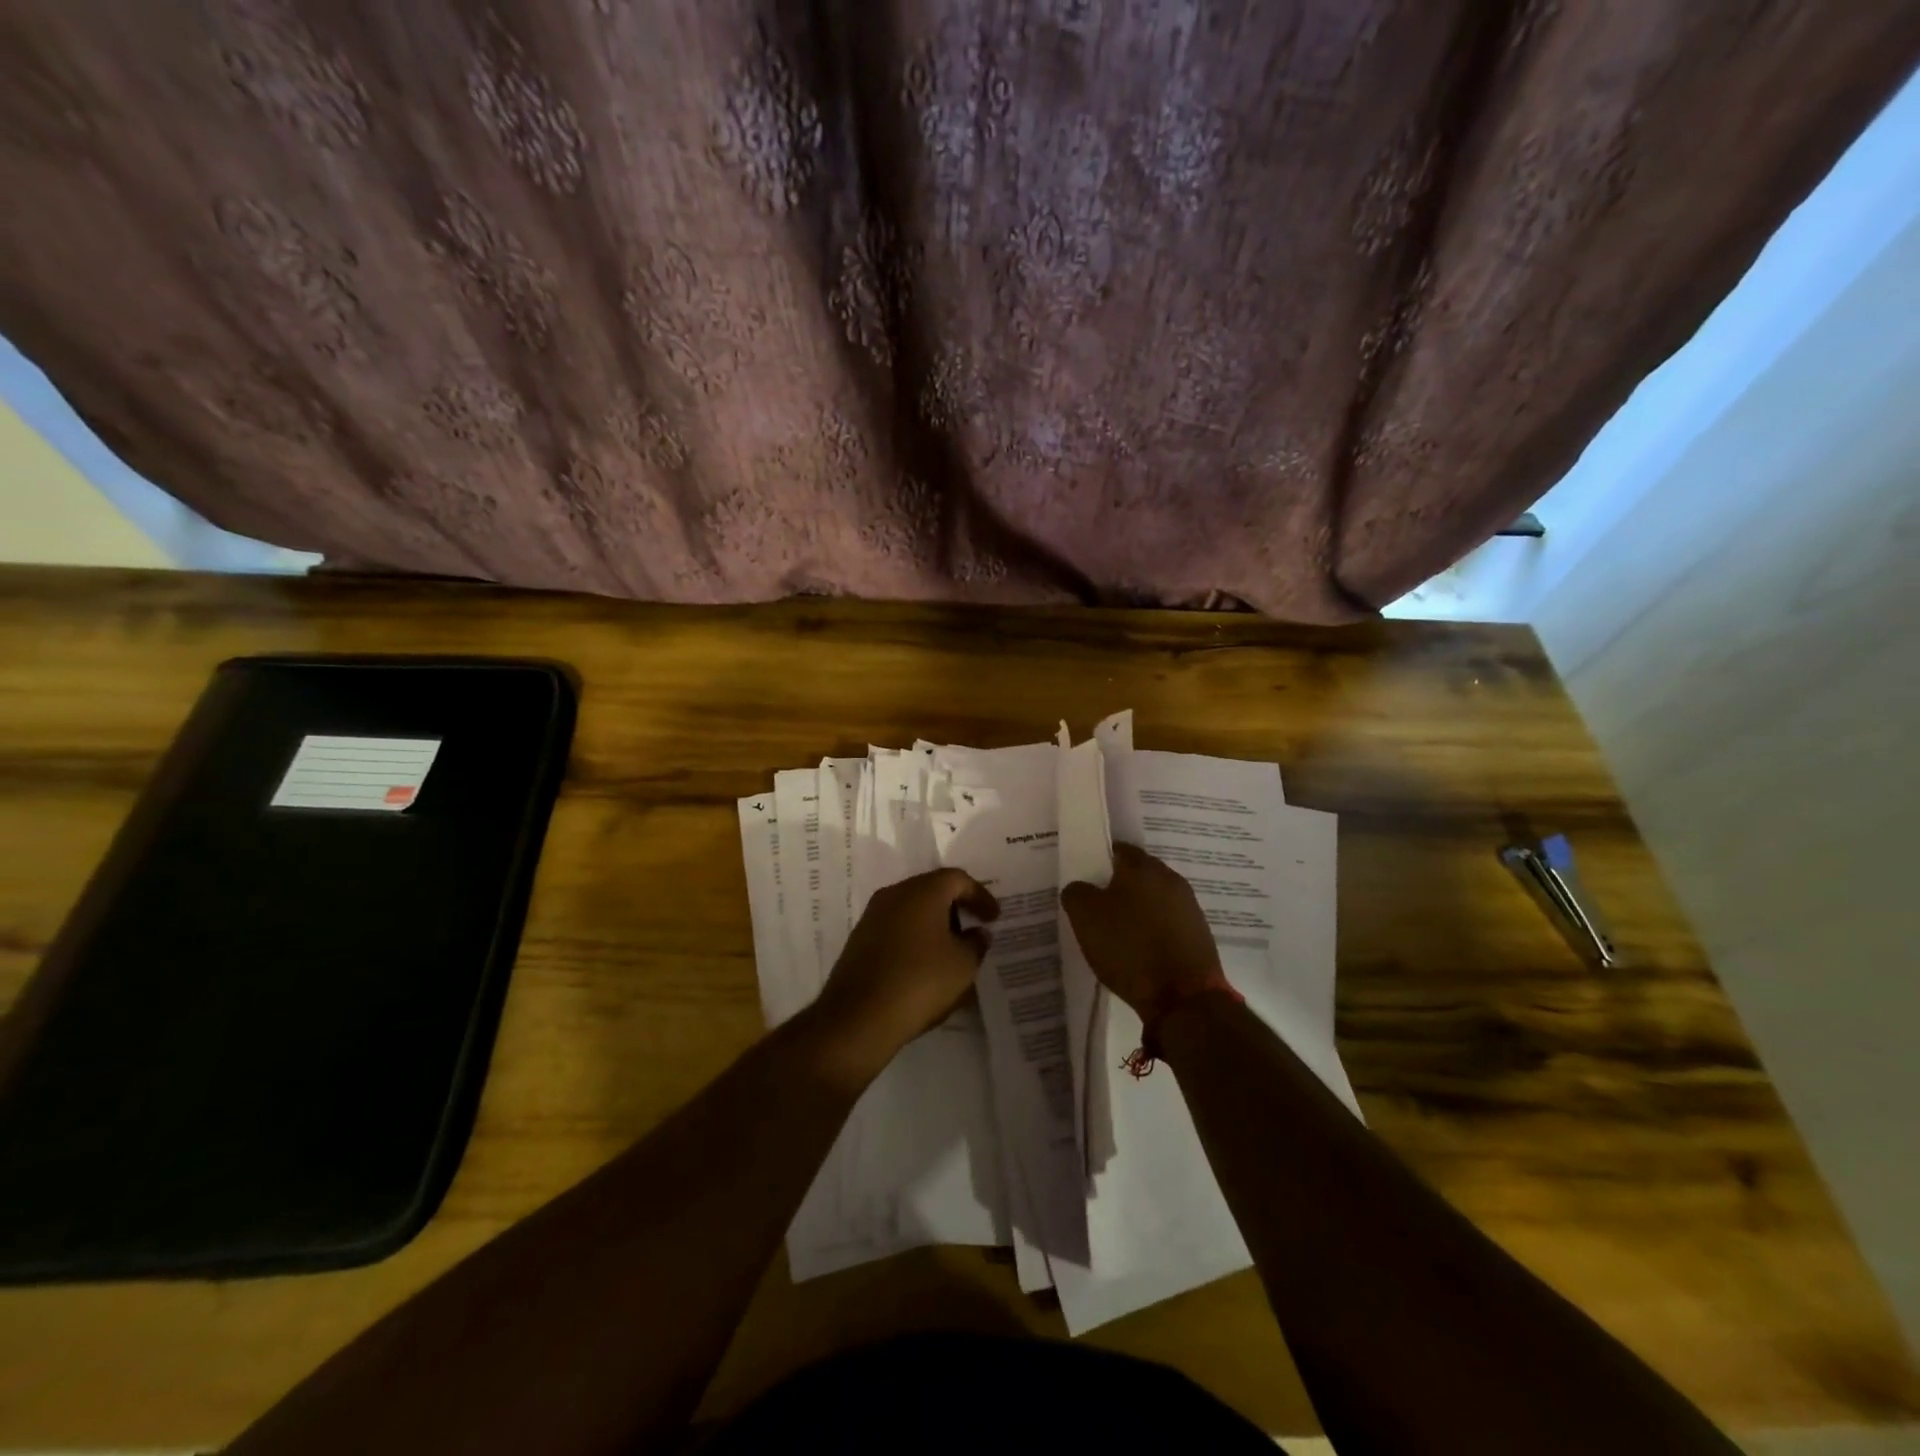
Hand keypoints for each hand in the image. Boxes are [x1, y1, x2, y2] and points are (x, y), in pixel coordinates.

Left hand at [812, 868, 998, 1072]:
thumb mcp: (963, 965)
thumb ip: (976, 943)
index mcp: (922, 891)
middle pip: (932, 890)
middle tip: (974, 929)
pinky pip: (897, 929)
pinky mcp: (860, 940)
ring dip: (935, 925)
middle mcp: (895, 894)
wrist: (858, 1016)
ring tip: (952, 951)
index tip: (995, 917)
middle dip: (956, 908)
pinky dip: (916, 939)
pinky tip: (925, 964)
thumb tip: (977, 933)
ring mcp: (873, 916)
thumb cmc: (920, 981)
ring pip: (912, 910)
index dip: (980, 896)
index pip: (958, 879)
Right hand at [1061, 843, 1222, 1018]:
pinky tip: (1140, 949)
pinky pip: (1167, 922)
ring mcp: (1189, 906)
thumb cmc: (1130, 948)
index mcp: (1142, 866)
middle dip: (1118, 886)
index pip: (1117, 849)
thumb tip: (1080, 887)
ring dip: (1137, 909)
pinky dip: (1153, 930)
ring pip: (1154, 898)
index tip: (1084, 879)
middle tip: (1096, 906)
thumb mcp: (1085, 917)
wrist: (1183, 998)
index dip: (1097, 861)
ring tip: (1117, 932)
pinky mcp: (1199, 934)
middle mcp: (1170, 878)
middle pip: (1137, 873)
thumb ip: (1076, 892)